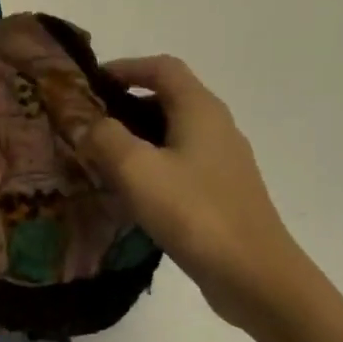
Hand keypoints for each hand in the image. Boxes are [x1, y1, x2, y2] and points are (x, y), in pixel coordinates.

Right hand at [69, 56, 303, 327]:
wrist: (254, 274)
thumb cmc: (194, 213)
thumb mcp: (137, 170)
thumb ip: (106, 138)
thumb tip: (90, 124)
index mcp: (200, 110)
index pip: (162, 68)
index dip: (126, 67)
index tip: (90, 83)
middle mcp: (217, 127)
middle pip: (169, 99)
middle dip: (126, 104)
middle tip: (88, 124)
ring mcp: (224, 162)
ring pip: (174, 134)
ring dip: (137, 138)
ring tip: (101, 158)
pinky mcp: (223, 193)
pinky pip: (181, 164)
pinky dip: (153, 165)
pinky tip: (132, 193)